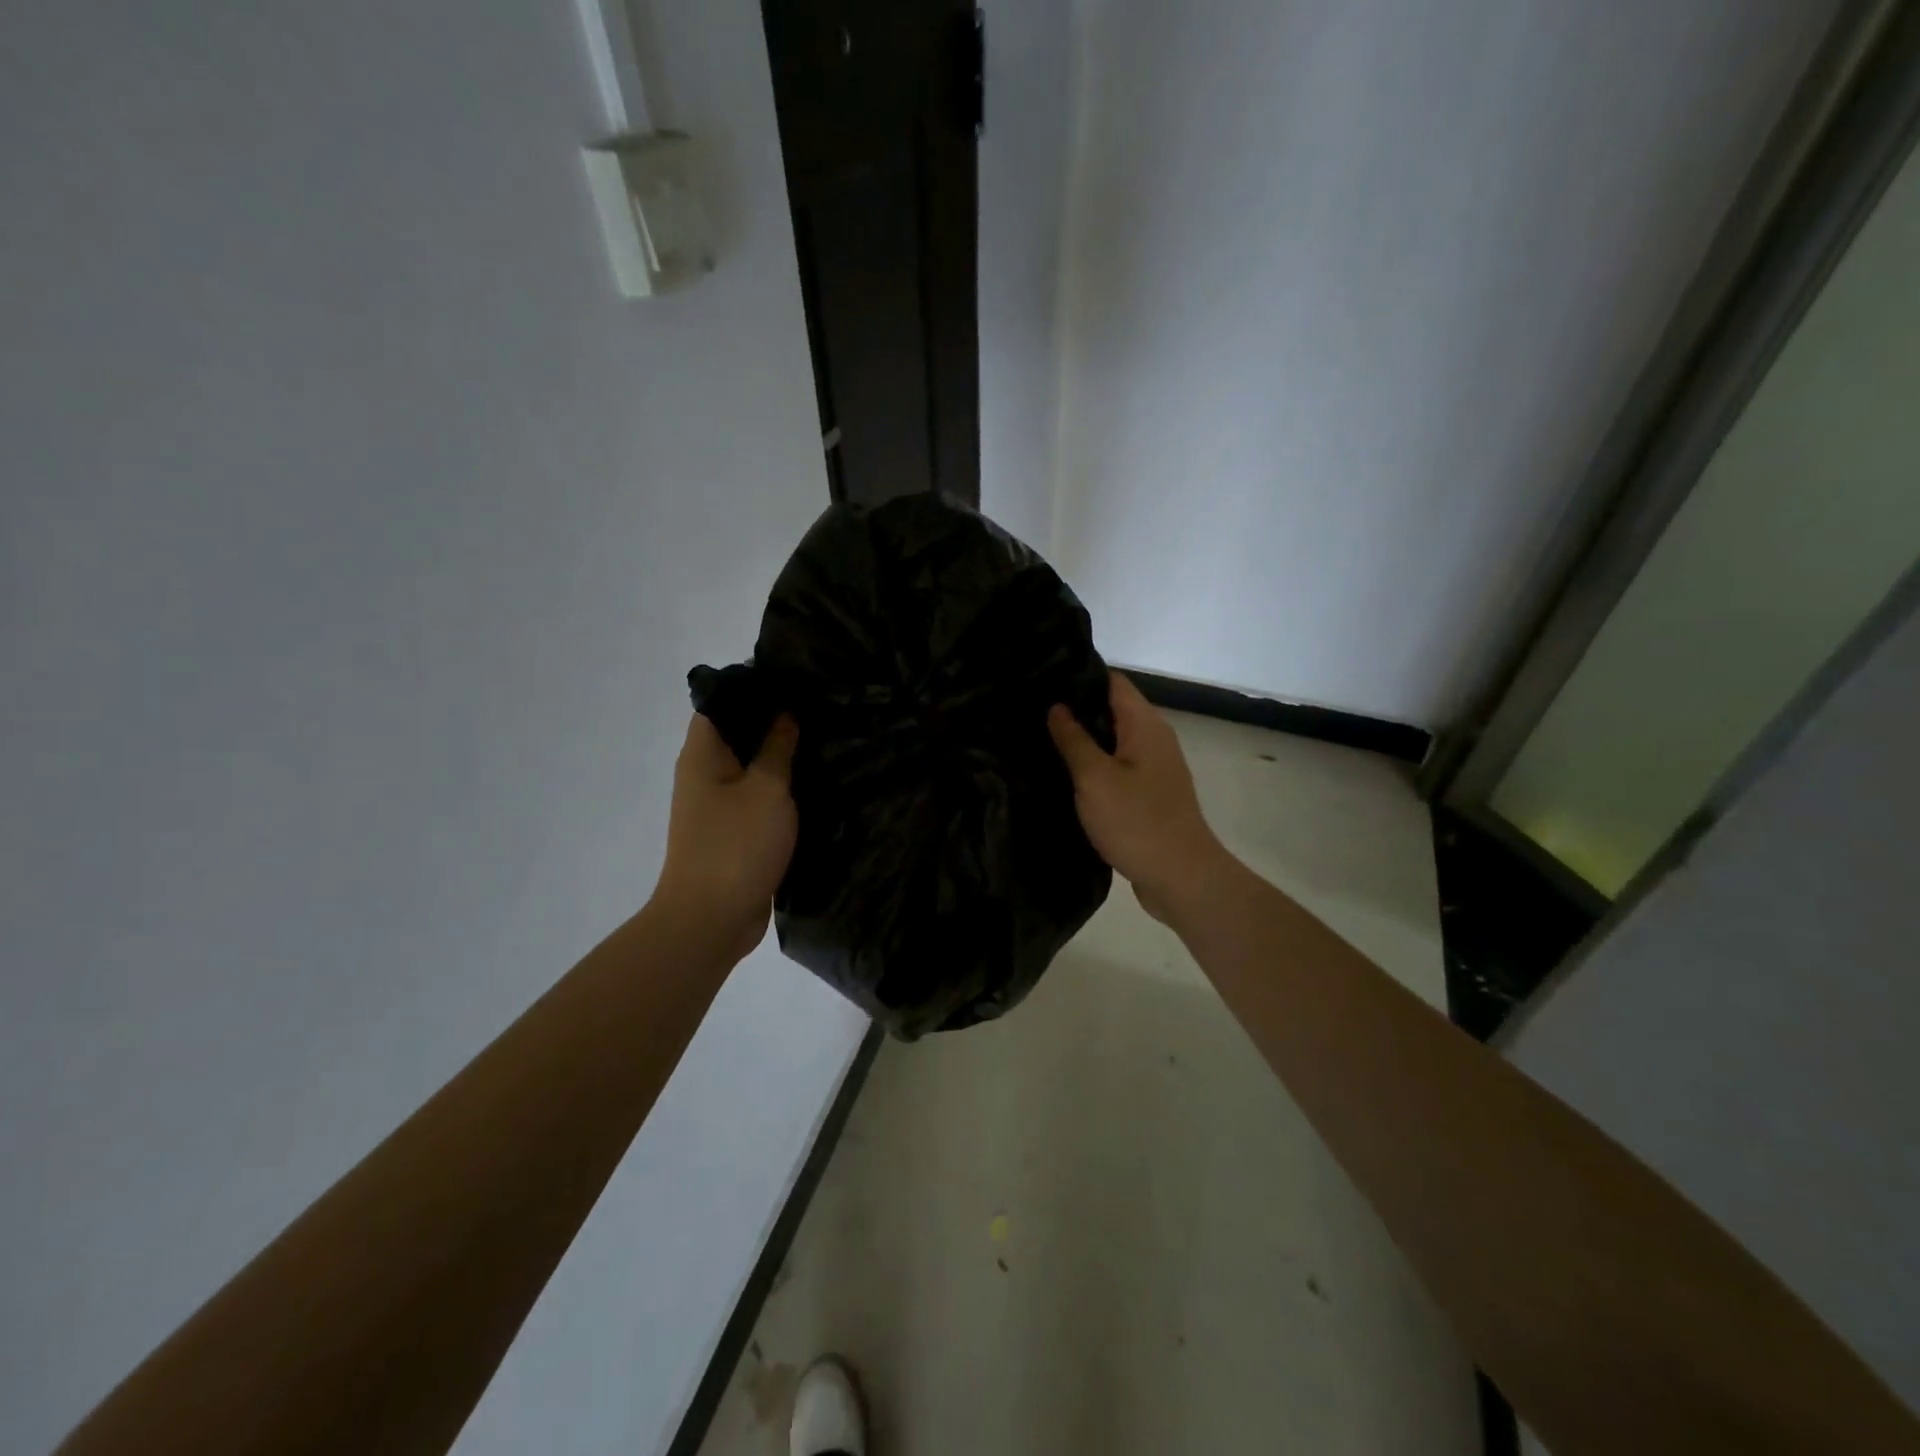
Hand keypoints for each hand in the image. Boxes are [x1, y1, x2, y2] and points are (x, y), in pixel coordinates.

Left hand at [653, 713, 799, 962]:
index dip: (751, 689)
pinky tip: (812, 784)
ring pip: (749, 769)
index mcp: (702, 756)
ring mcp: (716, 807)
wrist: (712, 919)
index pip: (719, 704)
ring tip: (821, 740)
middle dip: (773, 723)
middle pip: (736, 736)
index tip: (791, 682)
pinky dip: (779, 790)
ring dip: (779, 758)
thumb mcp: (766, 788)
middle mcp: (703, 775)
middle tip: (817, 709)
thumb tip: (784, 713)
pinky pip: (757, 799)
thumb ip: (777, 748)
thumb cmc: (737, 844)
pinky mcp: (733, 833)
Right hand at [1048, 672, 1230, 923]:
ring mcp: (1155, 768)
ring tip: (1041, 739)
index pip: (1112, 682)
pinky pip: (1117, 768)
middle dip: (1076, 709)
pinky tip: (1066, 775)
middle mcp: (1154, 739)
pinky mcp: (1150, 795)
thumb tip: (1057, 706)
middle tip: (1031, 711)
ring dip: (1083, 740)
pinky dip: (1094, 766)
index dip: (1079, 677)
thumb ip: (1073, 739)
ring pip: (1113, 741)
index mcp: (1145, 725)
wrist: (1180, 877)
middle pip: (1112, 709)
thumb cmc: (1136, 821)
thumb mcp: (1094, 777)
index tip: (1042, 679)